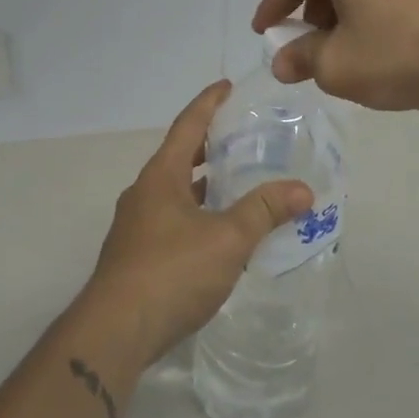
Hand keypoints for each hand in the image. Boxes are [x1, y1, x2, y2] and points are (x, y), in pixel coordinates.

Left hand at [78, 81, 312, 369]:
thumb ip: (264, 211)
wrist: (115, 331)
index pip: (187, 125)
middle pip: (179, 156)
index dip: (208, 103)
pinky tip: (221, 232)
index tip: (228, 86)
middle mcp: (144, 193)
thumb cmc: (170, 272)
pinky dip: (199, 214)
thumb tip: (303, 190)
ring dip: (204, 183)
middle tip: (243, 135)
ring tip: (239, 181)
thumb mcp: (226, 239)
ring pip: (176, 192)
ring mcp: (137, 226)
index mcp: (160, 176)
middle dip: (209, 144)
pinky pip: (174, 220)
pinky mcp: (138, 256)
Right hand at [252, 0, 418, 112]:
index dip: (272, 8)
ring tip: (339, 49)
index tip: (261, 32)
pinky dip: (366, 9)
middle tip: (302, 46)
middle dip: (308, 13)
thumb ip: (301, 59)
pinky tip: (373, 40)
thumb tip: (282, 61)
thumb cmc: (399, 55)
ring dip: (338, 12)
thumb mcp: (337, 66)